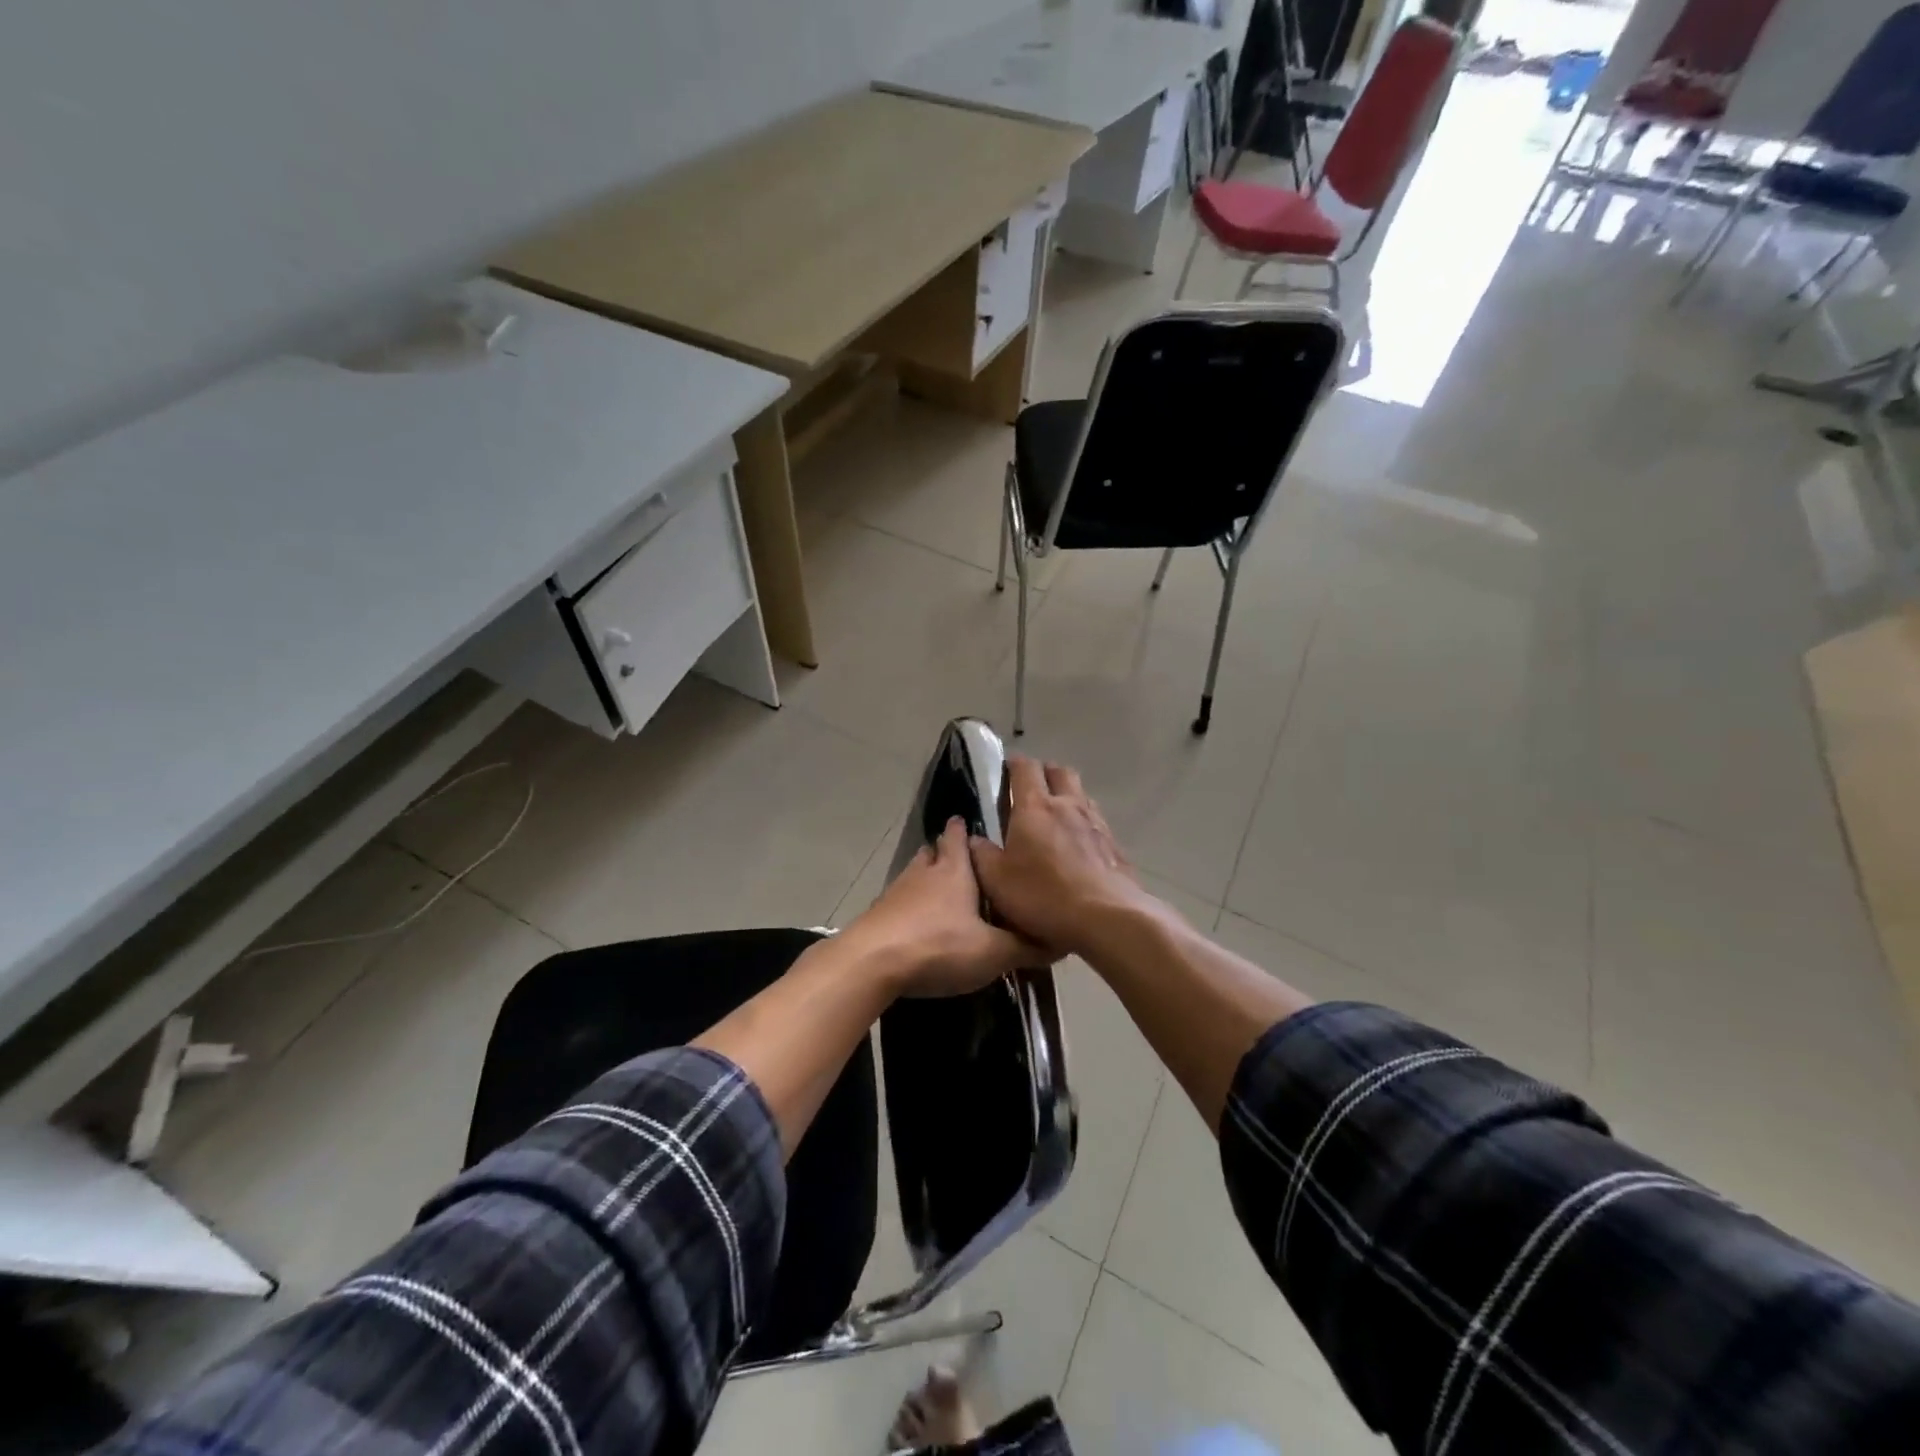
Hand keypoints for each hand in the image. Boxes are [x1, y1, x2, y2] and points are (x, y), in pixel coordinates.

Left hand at [841, 818, 1051, 997]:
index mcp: (954, 871)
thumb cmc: (939, 945)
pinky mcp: (877, 914)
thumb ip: (1025, 947)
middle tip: (960, 860)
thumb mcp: (992, 952)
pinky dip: (910, 906)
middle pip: (933, 852)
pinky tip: (918, 923)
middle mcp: (923, 872)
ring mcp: (895, 892)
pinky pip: (898, 902)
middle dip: (945, 852)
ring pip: (914, 874)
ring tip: (942, 891)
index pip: (958, 837)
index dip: (963, 829)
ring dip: (926, 878)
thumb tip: (1060, 942)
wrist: (872, 962)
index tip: (969, 824)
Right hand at [969, 758, 1165, 957]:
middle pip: (1059, 771)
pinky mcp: (1114, 844)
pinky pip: (1096, 820)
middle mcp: (1068, 805)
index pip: (1025, 768)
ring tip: (1054, 816)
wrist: (1106, 918)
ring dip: (1066, 796)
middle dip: (1044, 773)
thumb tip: (974, 838)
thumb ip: (981, 855)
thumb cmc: (1043, 895)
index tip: (1004, 771)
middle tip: (1030, 789)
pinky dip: (1083, 822)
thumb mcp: (997, 881)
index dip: (1014, 764)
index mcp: (1035, 807)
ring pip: (1081, 793)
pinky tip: (1077, 844)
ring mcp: (1096, 823)